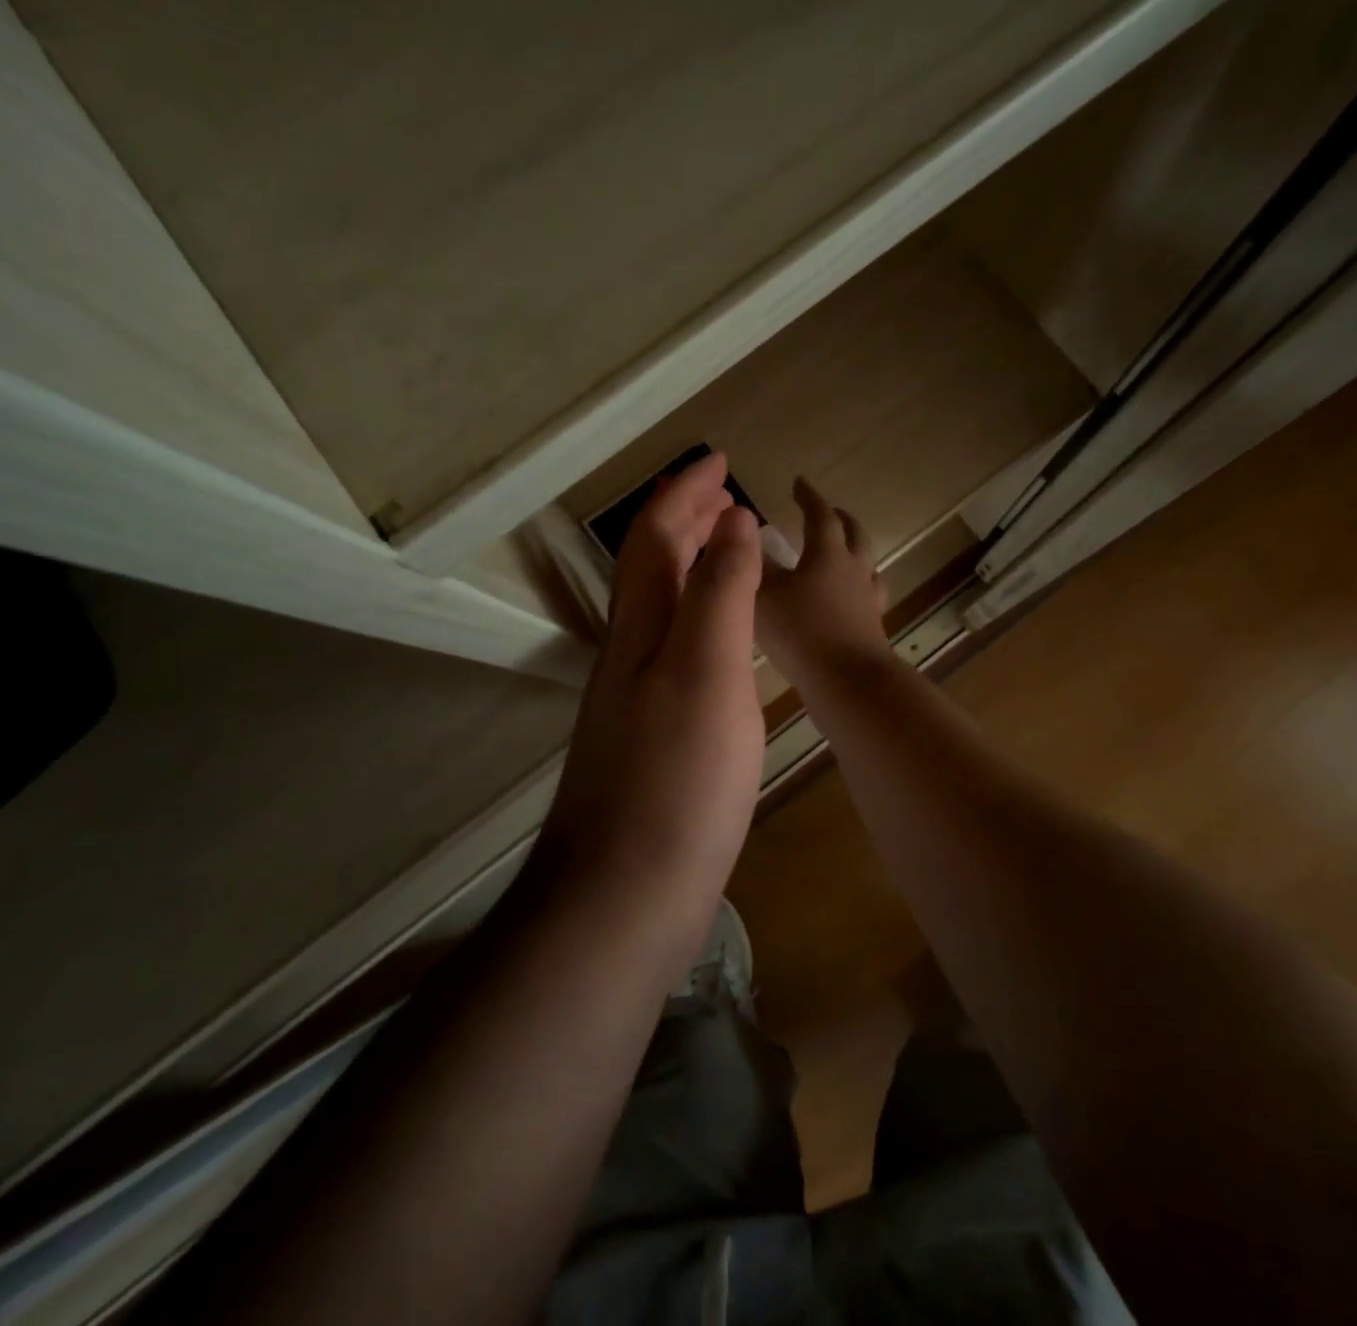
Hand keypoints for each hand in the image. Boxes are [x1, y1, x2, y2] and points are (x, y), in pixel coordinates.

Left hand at [542, 453, 765, 891]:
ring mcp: (637, 700)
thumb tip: (732, 522)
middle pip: (652, 570)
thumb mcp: (705, 671)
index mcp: (640, 630)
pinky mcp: (653, 740)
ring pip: (663, 612)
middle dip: (685, 523)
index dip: (685, 494)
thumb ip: (719, 593)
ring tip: (729, 553)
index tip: (719, 461)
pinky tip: (724, 645)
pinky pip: (677, 654)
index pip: (657, 538)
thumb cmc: (675, 778)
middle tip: (726, 498)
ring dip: (693, 571)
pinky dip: (701, 624)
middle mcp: (630, 655)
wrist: (624, 895)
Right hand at [757, 477, 891, 689]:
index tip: (799, 483)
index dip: (808, 497)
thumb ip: (754, 566)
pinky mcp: (873, 627)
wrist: (847, 681)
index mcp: (827, 554)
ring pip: (868, 565)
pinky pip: (870, 597)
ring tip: (846, 554)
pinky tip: (850, 601)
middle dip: (840, 519)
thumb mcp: (764, 595)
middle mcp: (854, 570)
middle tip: (829, 512)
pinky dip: (858, 589)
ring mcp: (868, 599)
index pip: (820, 515)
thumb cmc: (801, 632)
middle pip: (854, 535)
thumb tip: (745, 537)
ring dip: (856, 552)